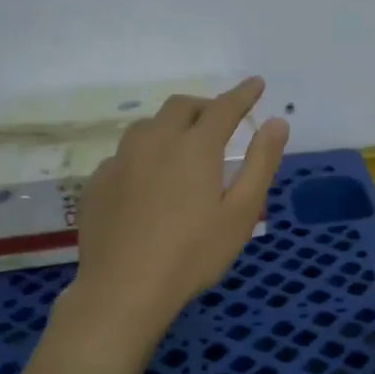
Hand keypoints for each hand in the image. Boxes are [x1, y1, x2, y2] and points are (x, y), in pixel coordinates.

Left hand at [64, 77, 288, 352]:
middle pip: (180, 107)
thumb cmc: (193, 254)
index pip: (224, 108)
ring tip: (182, 147)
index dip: (243, 94)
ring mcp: (120, 161)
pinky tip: (147, 181)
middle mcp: (154, 142)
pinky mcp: (97, 183)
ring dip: (170, 126)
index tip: (256, 84)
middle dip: (204, 106)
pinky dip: (144, 155)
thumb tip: (277, 123)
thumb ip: (261, 163)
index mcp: (194, 147)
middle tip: (220, 121)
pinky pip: (124, 155)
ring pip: (147, 127)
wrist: (123, 290)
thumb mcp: (240, 213)